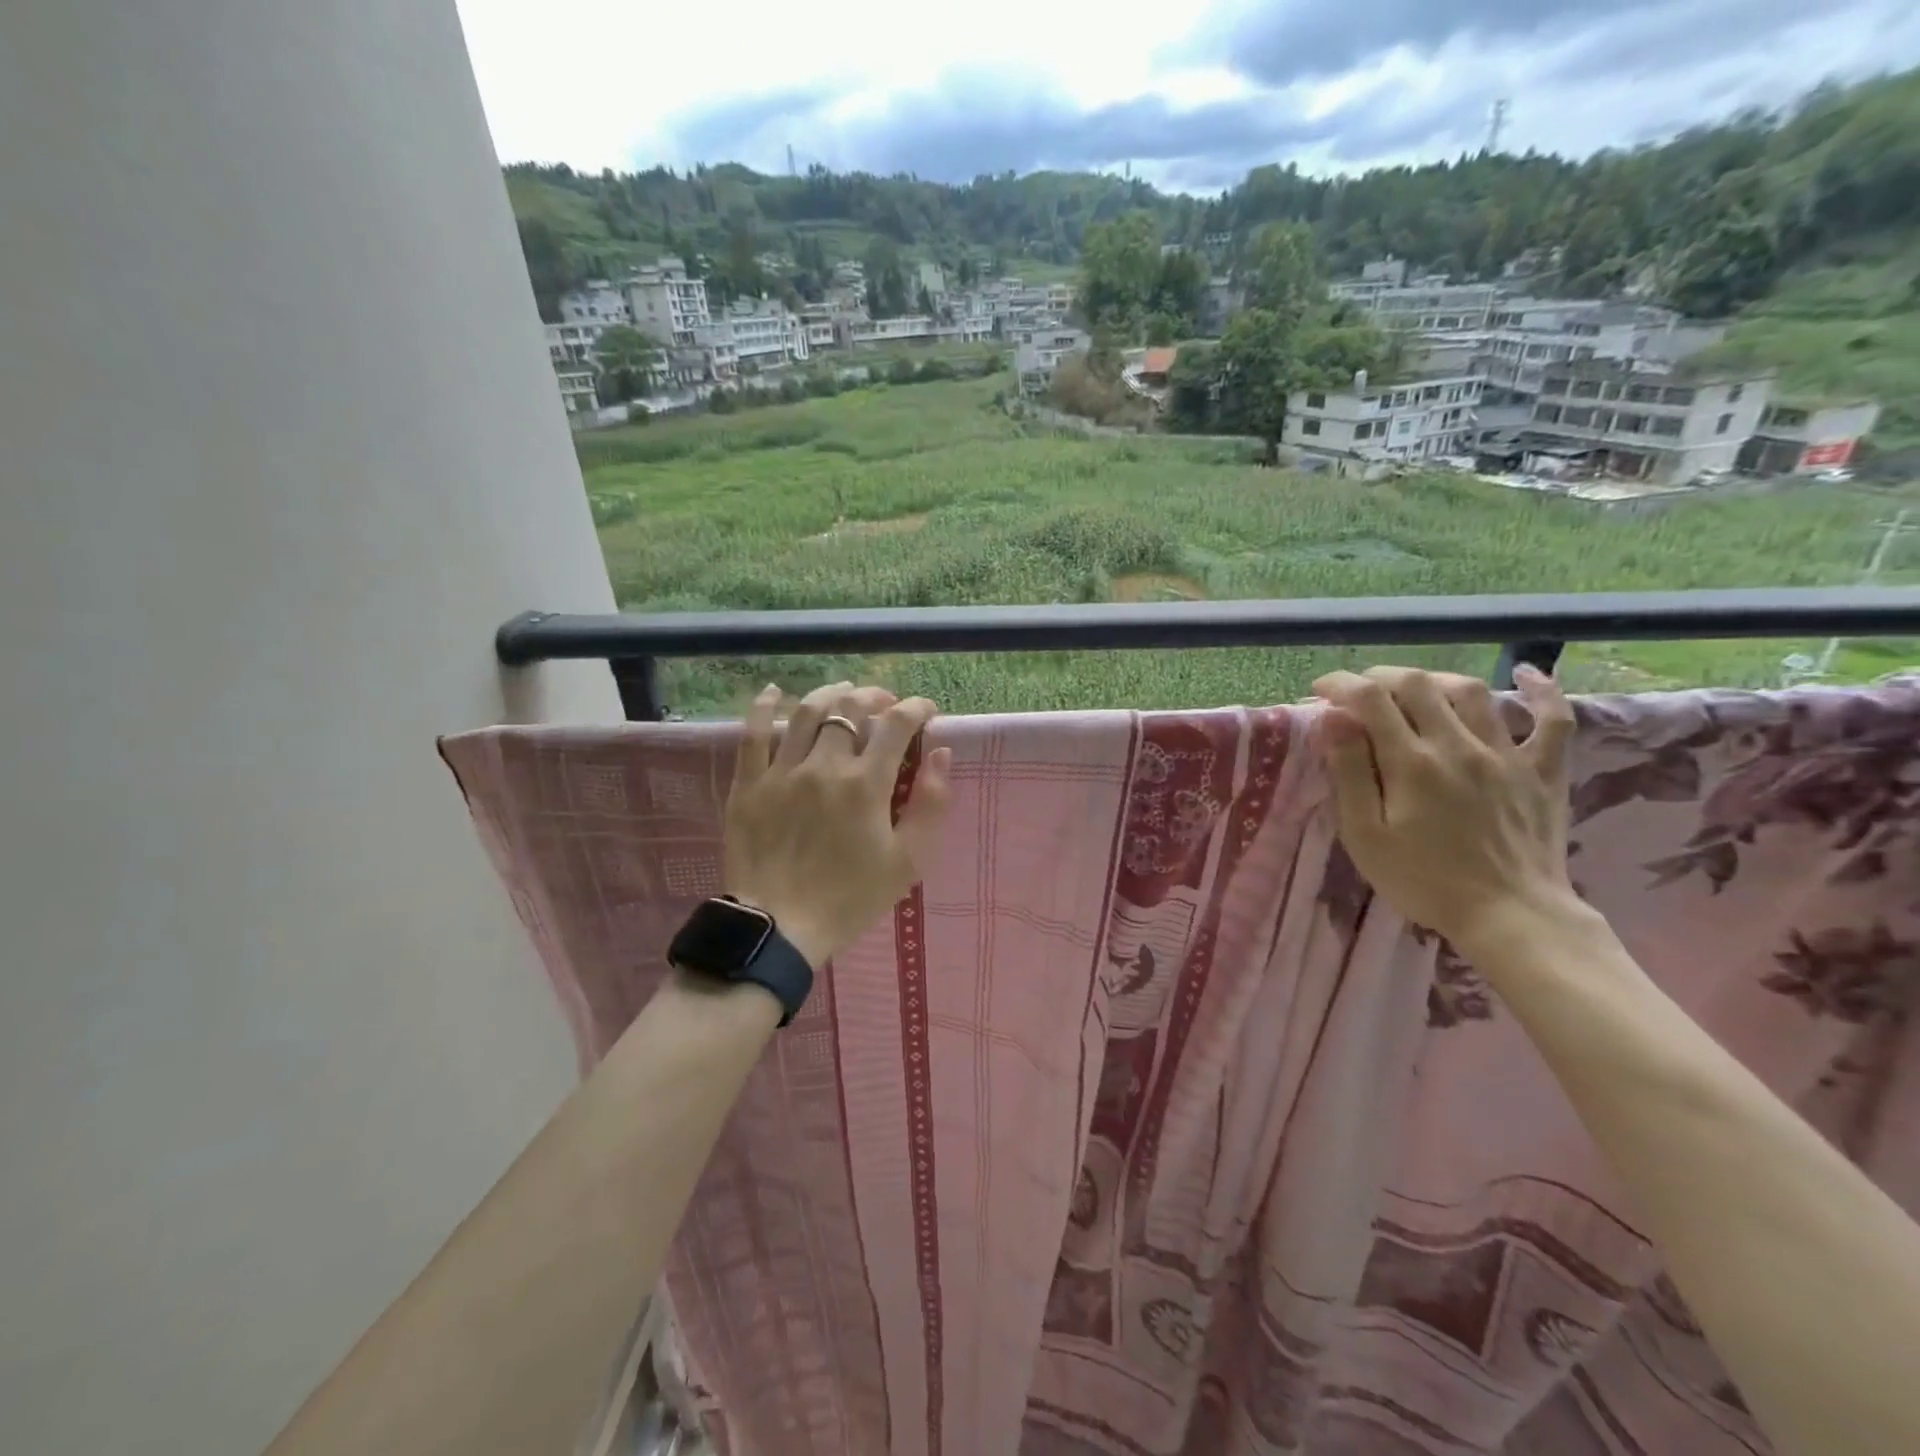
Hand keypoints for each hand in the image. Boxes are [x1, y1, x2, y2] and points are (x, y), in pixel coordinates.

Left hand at [723, 681, 954, 968]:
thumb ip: (930, 803)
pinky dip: (765, 706)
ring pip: (806, 712)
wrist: (779, 928)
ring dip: (830, 694)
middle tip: (885, 703)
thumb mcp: (908, 860)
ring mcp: (781, 771)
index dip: (916, 708)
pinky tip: (775, 692)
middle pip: (851, 709)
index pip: (896, 724)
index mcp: (866, 784)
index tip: (926, 711)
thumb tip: (941, 753)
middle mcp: (824, 765)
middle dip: (874, 697)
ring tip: (844, 693)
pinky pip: (752, 733)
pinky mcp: (748, 783)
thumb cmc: (851, 898)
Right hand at [1312, 664, 1577, 952]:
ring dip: (1435, 680)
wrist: (1510, 916)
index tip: (1320, 691)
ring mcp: (1506, 754)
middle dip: (1380, 677)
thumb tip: (1333, 718)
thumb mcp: (1365, 834)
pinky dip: (1543, 691)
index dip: (1339, 684)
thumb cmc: (1423, 880)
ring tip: (1414, 690)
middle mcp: (1458, 745)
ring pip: (1471, 691)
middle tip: (1359, 692)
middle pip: (1417, 683)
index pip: (1368, 698)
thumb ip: (1349, 771)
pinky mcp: (1543, 770)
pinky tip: (1527, 674)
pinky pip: (1554, 719)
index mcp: (1410, 763)